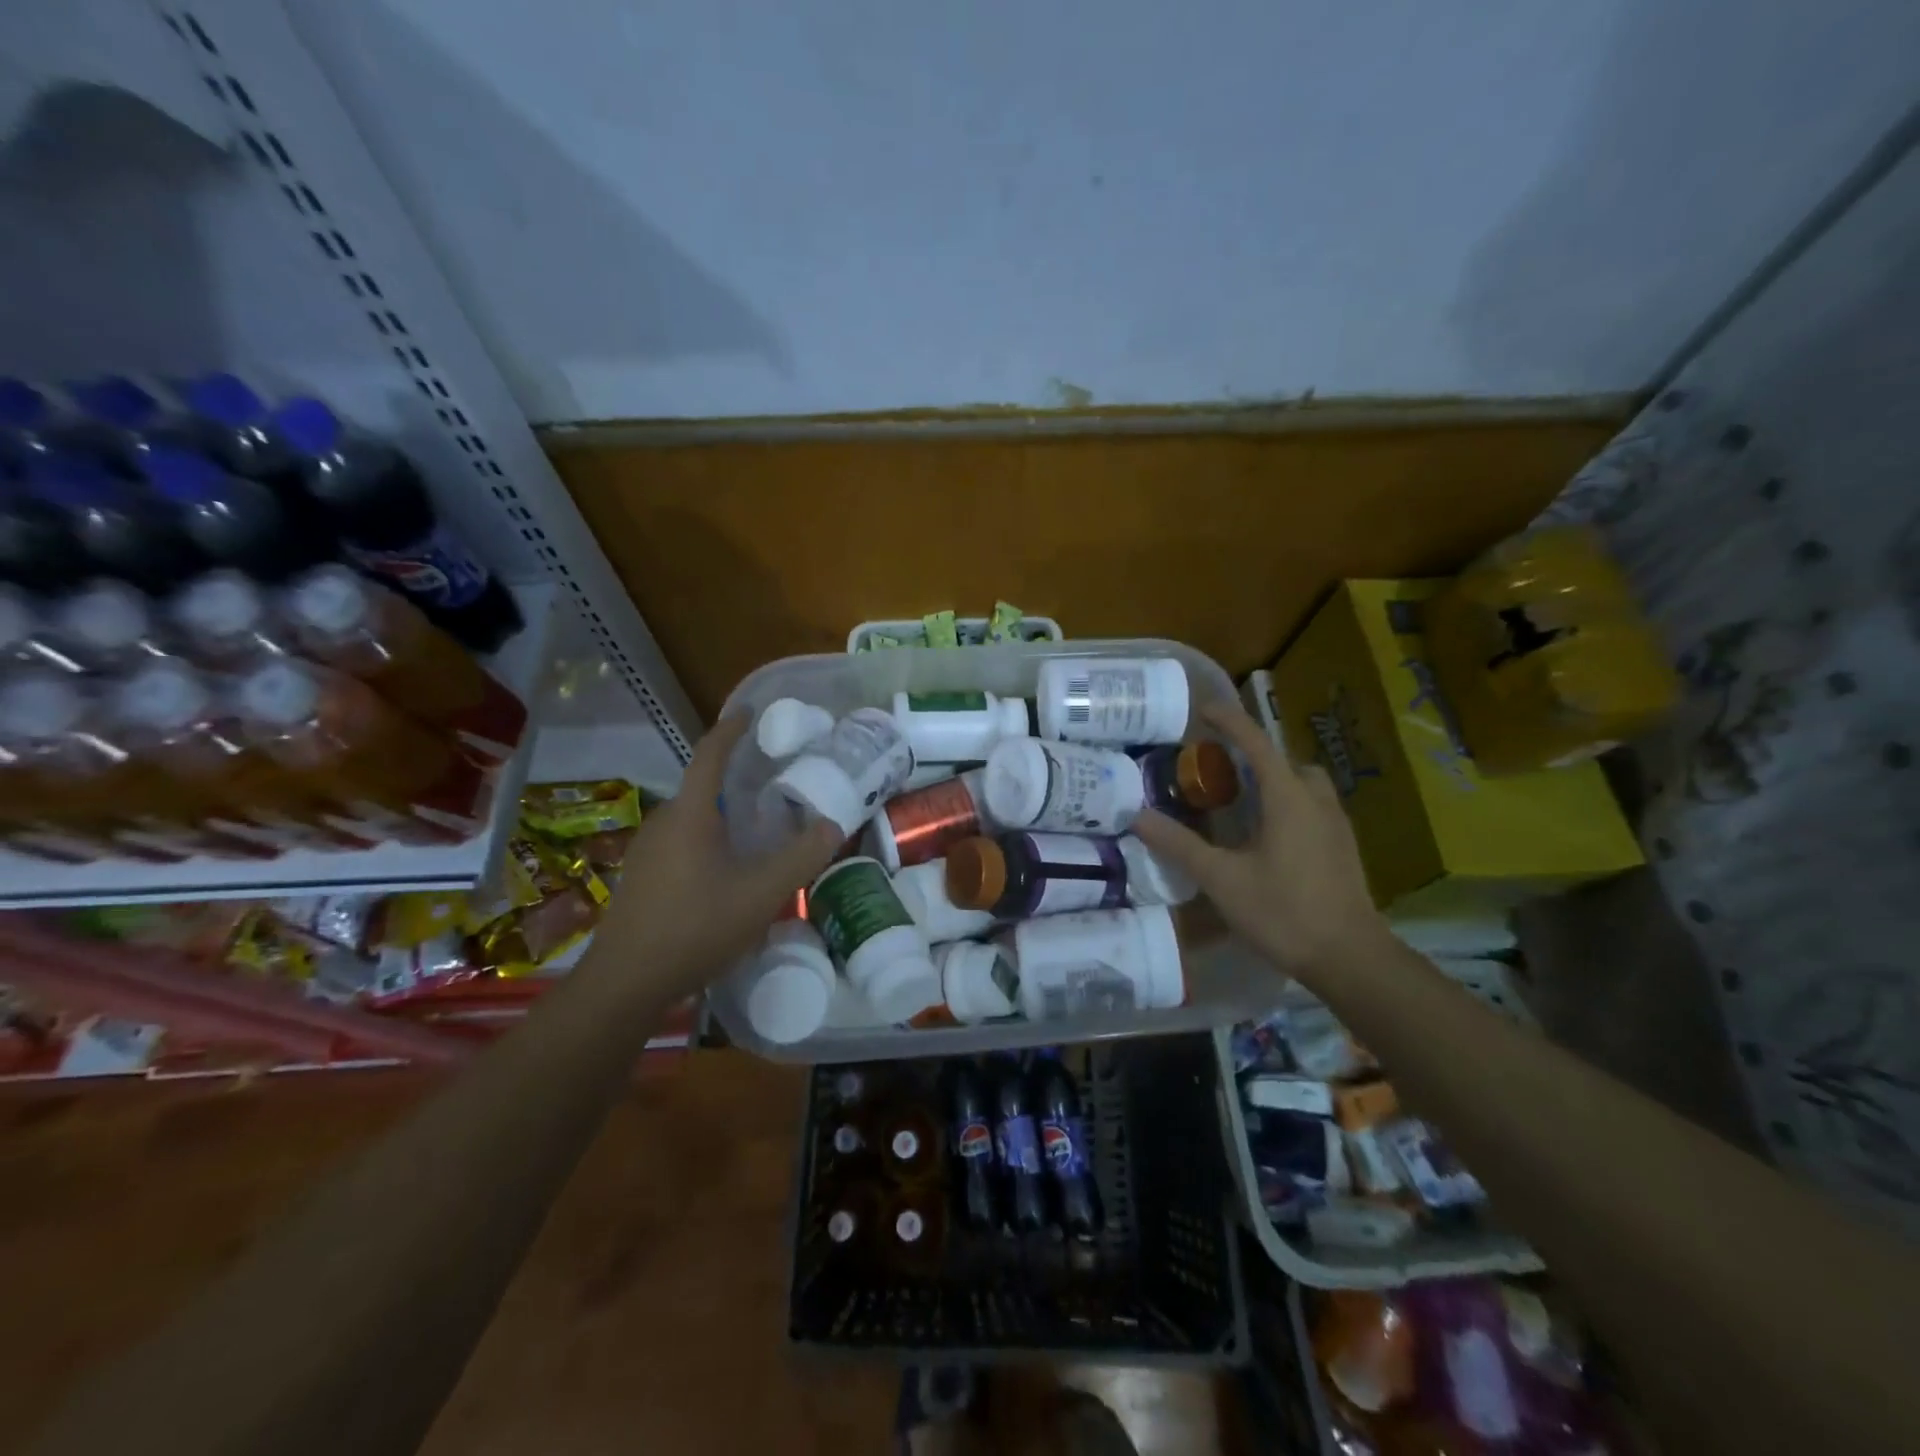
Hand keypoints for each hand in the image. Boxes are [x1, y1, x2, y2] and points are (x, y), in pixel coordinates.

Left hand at [599, 714, 841, 988]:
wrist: (625, 984)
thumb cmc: (696, 927)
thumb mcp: (761, 894)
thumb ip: (801, 856)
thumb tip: (833, 823)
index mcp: (690, 814)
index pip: (710, 754)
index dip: (731, 729)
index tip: (751, 711)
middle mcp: (663, 822)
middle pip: (702, 787)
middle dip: (736, 778)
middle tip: (775, 782)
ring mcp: (646, 851)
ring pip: (692, 818)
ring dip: (723, 814)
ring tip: (758, 826)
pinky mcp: (641, 878)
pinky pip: (682, 842)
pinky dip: (709, 839)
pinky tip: (728, 869)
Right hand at [1133, 701, 1386, 982]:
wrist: (1350, 958)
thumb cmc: (1283, 912)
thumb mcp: (1221, 879)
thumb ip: (1179, 844)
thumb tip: (1138, 816)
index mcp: (1288, 798)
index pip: (1257, 744)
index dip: (1230, 721)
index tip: (1204, 709)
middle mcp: (1316, 801)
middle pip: (1285, 761)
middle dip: (1254, 754)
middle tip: (1220, 767)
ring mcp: (1335, 825)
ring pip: (1304, 784)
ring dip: (1274, 779)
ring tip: (1241, 800)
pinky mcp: (1342, 848)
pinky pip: (1312, 806)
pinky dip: (1287, 803)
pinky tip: (1266, 835)